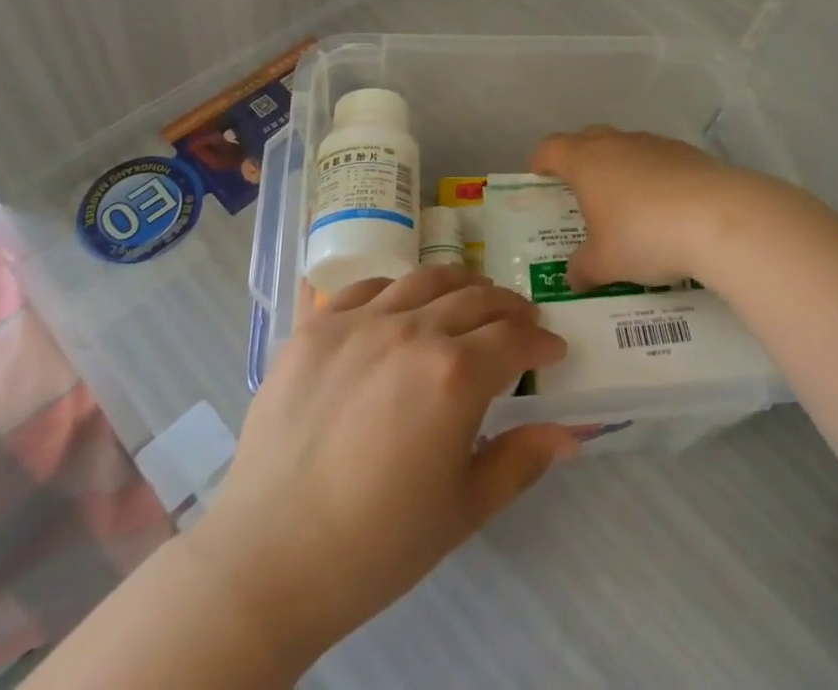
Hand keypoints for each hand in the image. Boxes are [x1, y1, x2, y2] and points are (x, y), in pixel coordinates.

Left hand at [190, 266, 576, 666]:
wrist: (270, 560)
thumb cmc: (376, 545)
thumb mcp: (463, 510)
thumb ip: (520, 461)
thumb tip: (567, 433)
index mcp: (455, 374)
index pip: (515, 339)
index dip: (541, 342)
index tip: (552, 350)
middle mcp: (413, 330)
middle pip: (476, 298)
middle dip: (508, 308)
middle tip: (519, 321)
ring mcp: (360, 321)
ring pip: (426, 278)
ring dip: (460, 284)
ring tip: (469, 298)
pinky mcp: (317, 325)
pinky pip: (366, 287)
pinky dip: (396, 289)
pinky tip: (399, 306)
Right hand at [530, 126, 793, 291]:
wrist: (717, 218)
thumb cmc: (645, 236)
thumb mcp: (605, 263)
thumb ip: (583, 268)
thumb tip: (572, 276)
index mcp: (586, 161)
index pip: (551, 148)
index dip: (541, 161)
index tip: (539, 177)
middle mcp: (616, 143)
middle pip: (587, 139)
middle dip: (578, 160)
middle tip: (578, 191)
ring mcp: (654, 144)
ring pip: (625, 148)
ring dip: (619, 168)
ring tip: (625, 204)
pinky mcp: (686, 153)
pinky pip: (657, 159)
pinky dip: (652, 176)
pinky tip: (664, 208)